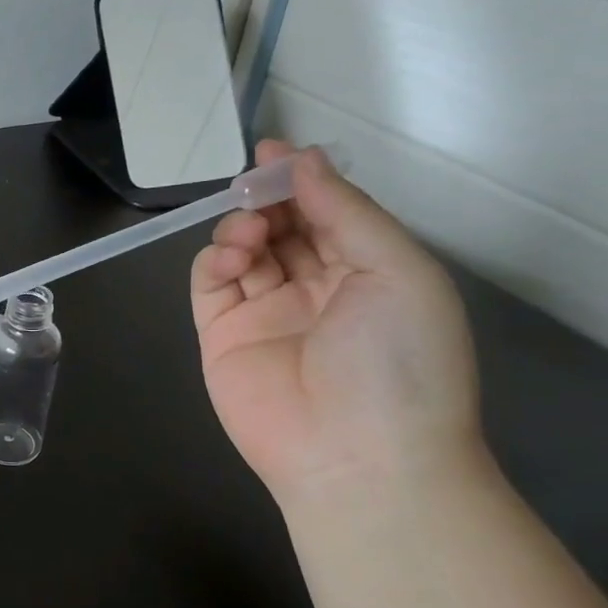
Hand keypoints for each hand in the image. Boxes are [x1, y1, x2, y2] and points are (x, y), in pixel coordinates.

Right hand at [190, 141, 481, 502]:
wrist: (358, 457)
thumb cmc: (398, 360)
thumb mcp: (396, 271)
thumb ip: (345, 211)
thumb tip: (302, 159)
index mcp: (367, 273)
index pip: (327, 213)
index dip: (302, 180)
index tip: (272, 150)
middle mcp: (315, 288)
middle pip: (281, 226)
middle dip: (267, 199)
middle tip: (254, 186)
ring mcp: (264, 313)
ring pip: (242, 249)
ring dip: (241, 227)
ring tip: (250, 233)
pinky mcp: (221, 335)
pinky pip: (210, 284)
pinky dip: (214, 260)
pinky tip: (232, 257)